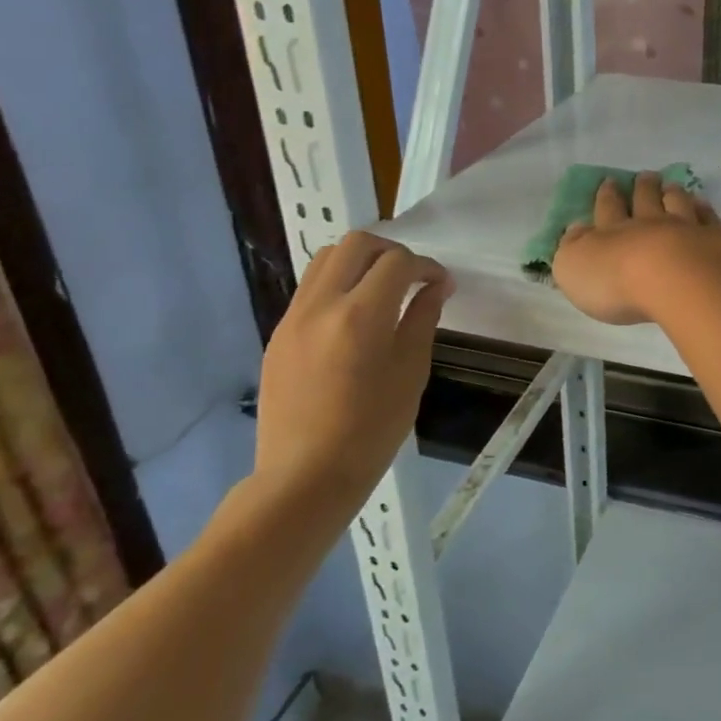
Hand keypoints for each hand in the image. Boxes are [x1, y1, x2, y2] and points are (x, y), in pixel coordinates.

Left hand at [251, 232, 450, 521]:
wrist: (304, 476)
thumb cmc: (371, 430)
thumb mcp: (410, 372)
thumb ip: (422, 319)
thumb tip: (436, 287)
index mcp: (361, 315)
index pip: (397, 262)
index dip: (426, 266)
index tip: (442, 284)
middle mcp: (321, 305)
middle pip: (356, 244)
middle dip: (391, 250)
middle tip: (412, 276)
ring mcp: (293, 318)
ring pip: (325, 259)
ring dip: (360, 262)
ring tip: (382, 289)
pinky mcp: (278, 334)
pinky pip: (310, 289)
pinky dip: (338, 284)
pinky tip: (355, 316)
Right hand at [552, 173, 720, 325]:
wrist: (677, 282)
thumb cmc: (617, 282)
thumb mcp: (574, 269)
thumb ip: (572, 248)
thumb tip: (574, 230)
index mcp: (613, 232)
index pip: (607, 209)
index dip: (606, 195)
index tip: (609, 181)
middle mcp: (649, 224)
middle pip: (645, 200)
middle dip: (642, 187)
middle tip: (645, 176)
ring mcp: (686, 228)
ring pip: (677, 204)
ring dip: (672, 193)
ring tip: (671, 185)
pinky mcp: (716, 240)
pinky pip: (709, 219)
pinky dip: (704, 209)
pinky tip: (703, 205)